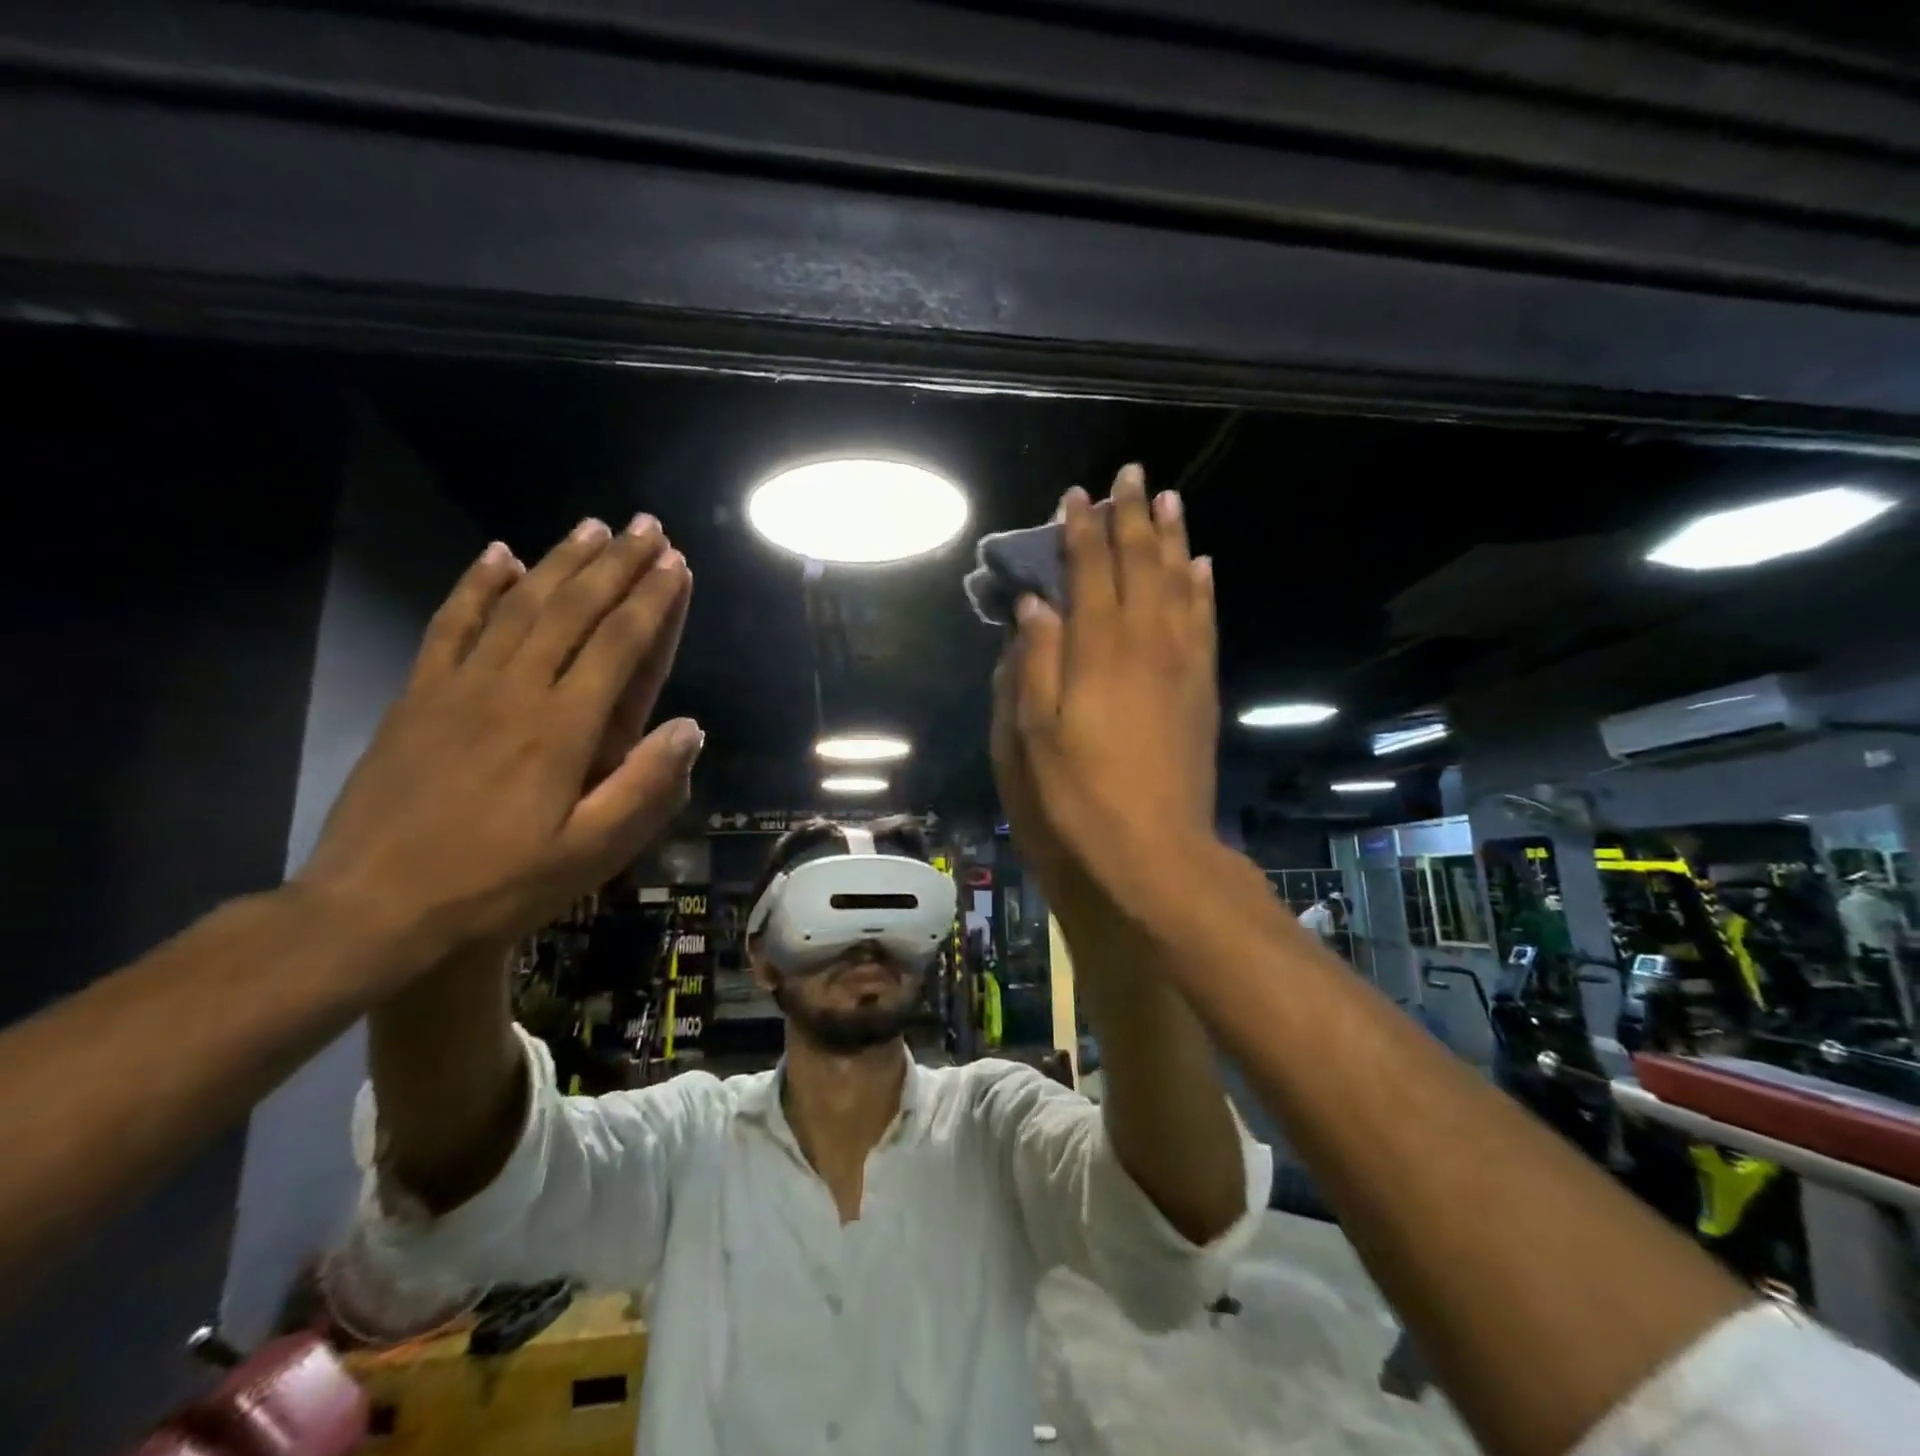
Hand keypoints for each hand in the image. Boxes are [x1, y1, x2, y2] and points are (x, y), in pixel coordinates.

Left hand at [298, 515, 700, 960]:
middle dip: (616, 565)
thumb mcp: (591, 853)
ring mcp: (460, 688)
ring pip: (519, 606)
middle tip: (646, 526)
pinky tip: (498, 555)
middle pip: (573, 610)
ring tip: (593, 527)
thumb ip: (646, 787)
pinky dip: (477, 587)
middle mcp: (515, 691)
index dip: (652, 601)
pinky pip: (450, 625)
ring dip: (560, 561)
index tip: (676, 563)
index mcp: (563, 729)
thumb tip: (690, 727)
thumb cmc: (498, 886)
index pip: (618, 645)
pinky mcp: (418, 696)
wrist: (372, 911)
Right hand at [995, 464, 1217, 912]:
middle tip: (1129, 474)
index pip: (1089, 572)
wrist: (1153, 851)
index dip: (1080, 531)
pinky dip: (1202, 587)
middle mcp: (1145, 643)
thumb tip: (1036, 604)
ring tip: (1168, 499)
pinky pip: (1205, 622)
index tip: (1074, 496)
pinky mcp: (1202, 688)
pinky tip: (1202, 566)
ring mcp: (1182, 664)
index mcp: (1098, 651)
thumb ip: (1034, 663)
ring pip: (1179, 583)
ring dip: (1171, 538)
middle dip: (1130, 517)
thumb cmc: (1077, 796)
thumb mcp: (1032, 735)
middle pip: (1140, 564)